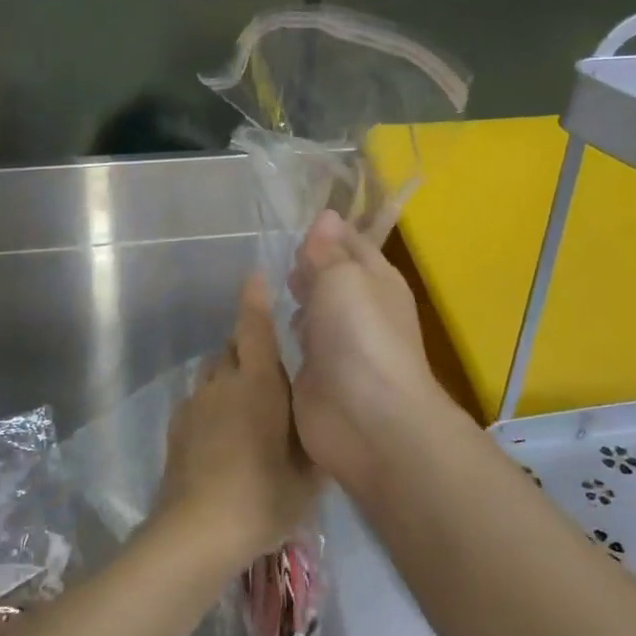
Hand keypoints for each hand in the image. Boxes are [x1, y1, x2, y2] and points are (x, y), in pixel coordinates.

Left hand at [153, 276, 319, 564]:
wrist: (198, 530)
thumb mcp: (309, 474)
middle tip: (270, 367)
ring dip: (229, 375)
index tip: (255, 277)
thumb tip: (322, 415)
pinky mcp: (176, 427)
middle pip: (231, 347)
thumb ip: (316, 437)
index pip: (254, 327)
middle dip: (248, 346)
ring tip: (247, 404)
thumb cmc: (264, 495)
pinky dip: (213, 404)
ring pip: (213, 373)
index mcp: (258, 383)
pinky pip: (198, 400)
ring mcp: (195, 403)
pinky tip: (223, 435)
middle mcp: (223, 382)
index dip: (254, 300)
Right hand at [288, 210, 449, 490]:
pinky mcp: (315, 375)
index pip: (350, 243)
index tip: (292, 220)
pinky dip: (282, 333)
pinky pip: (295, 345)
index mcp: (376, 279)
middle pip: (329, 277)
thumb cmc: (359, 334)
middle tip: (274, 254)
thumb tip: (326, 216)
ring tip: (264, 284)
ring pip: (312, 310)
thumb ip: (327, 250)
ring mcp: (337, 344)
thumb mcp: (342, 278)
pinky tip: (260, 324)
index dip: (325, 231)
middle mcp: (359, 308)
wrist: (368, 419)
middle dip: (305, 265)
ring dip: (293, 299)